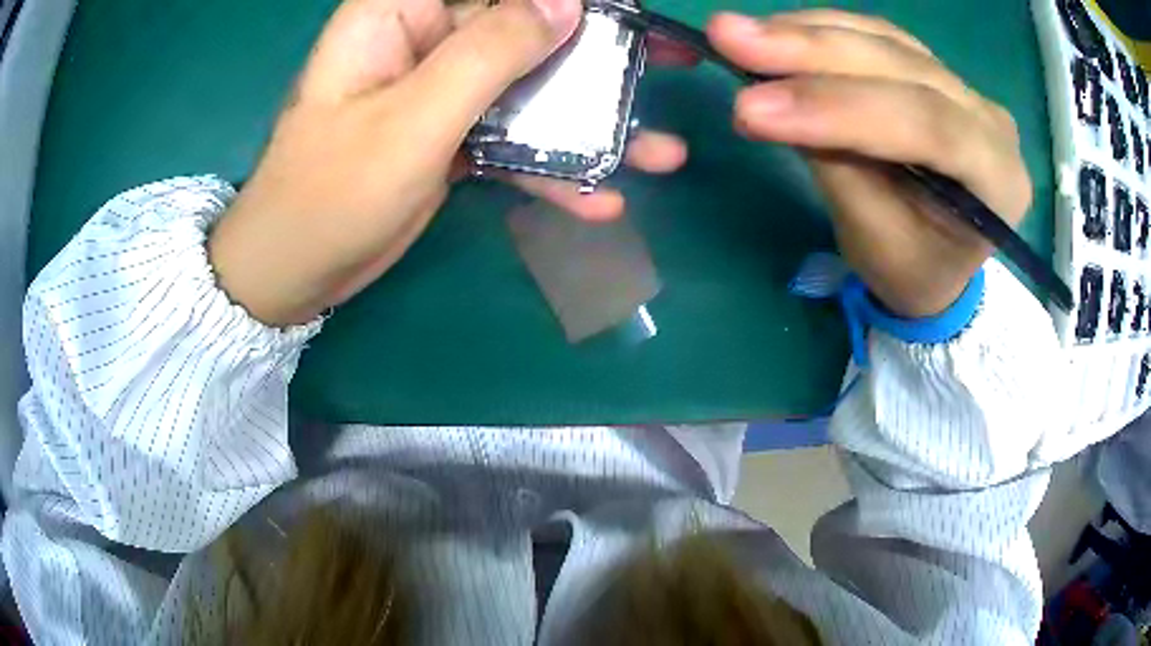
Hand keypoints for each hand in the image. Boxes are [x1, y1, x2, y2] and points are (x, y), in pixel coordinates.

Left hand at [209, 0, 687, 325]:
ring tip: (658, 151)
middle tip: (666, 60)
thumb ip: (489, 53)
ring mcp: (443, 91)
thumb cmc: (330, 191)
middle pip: (526, 27)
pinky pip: (513, 137)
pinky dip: (553, 167)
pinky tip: (598, 198)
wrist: (294, 271)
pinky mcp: (452, 135)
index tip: (623, 6)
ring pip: (529, 86)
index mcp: (402, 12)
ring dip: (591, 120)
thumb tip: (566, 2)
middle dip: (599, 49)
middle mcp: (427, 39)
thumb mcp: (412, 118)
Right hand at [708, 10, 1031, 317]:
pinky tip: (774, 31)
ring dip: (806, 32)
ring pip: (883, 40)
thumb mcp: (878, 245)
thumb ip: (840, 171)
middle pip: (902, 67)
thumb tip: (777, 102)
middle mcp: (989, 120)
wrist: (939, 260)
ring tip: (736, 34)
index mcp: (998, 180)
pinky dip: (819, 30)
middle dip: (812, 52)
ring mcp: (961, 86)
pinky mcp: (929, 68)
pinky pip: (874, 35)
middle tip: (729, 37)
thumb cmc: (914, 271)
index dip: (840, 108)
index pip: (927, 125)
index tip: (751, 108)